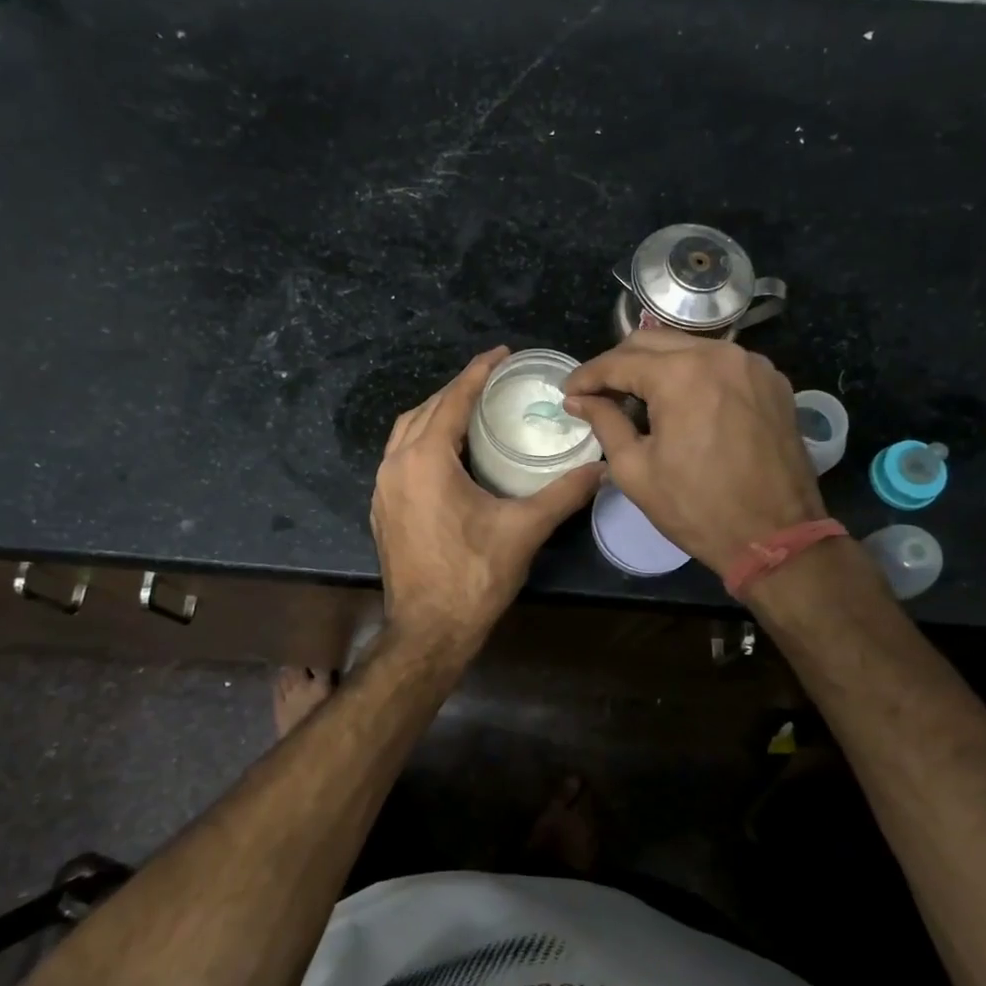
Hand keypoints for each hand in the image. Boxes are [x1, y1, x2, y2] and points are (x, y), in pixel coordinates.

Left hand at [372, 347, 602, 660]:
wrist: (428, 632)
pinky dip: (423, 441)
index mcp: (425, 459)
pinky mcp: (383, 509)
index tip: (501, 354)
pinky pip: (399, 457)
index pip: (452, 399)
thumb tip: (603, 469)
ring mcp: (383, 488)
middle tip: (493, 382)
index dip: (478, 372)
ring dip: (436, 414)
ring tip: (471, 410)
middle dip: (457, 390)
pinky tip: (449, 453)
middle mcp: (396, 465)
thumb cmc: (474, 576)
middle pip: (425, 410)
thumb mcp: (524, 529)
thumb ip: (564, 494)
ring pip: (406, 432)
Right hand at [563, 330, 825, 574]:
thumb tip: (579, 400)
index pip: (618, 362)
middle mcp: (719, 354)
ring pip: (688, 347)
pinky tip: (681, 402)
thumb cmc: (697, 508)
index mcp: (681, 374)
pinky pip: (720, 363)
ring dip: (656, 366)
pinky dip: (693, 374)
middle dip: (618, 363)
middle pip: (652, 341)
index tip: (568, 392)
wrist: (776, 536)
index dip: (587, 376)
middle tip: (598, 392)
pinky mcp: (773, 381)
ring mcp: (751, 364)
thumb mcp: (636, 470)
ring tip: (636, 397)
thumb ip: (605, 423)